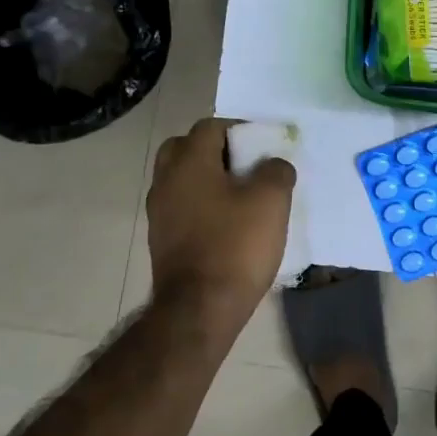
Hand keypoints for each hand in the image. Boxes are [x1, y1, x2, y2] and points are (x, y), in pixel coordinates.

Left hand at [146, 118, 294, 324]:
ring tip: (240, 195)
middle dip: (215, 150)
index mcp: (189, 162)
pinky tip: (227, 222)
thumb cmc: (236, 245)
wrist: (200, 308)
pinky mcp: (162, 240)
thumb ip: (276, 171)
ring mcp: (159, 212)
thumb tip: (274, 164)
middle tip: (245, 165)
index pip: (210, 127)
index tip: (263, 145)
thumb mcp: (271, 201)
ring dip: (207, 178)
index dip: (239, 129)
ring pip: (182, 179)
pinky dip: (201, 204)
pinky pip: (181, 206)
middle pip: (186, 148)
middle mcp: (166, 181)